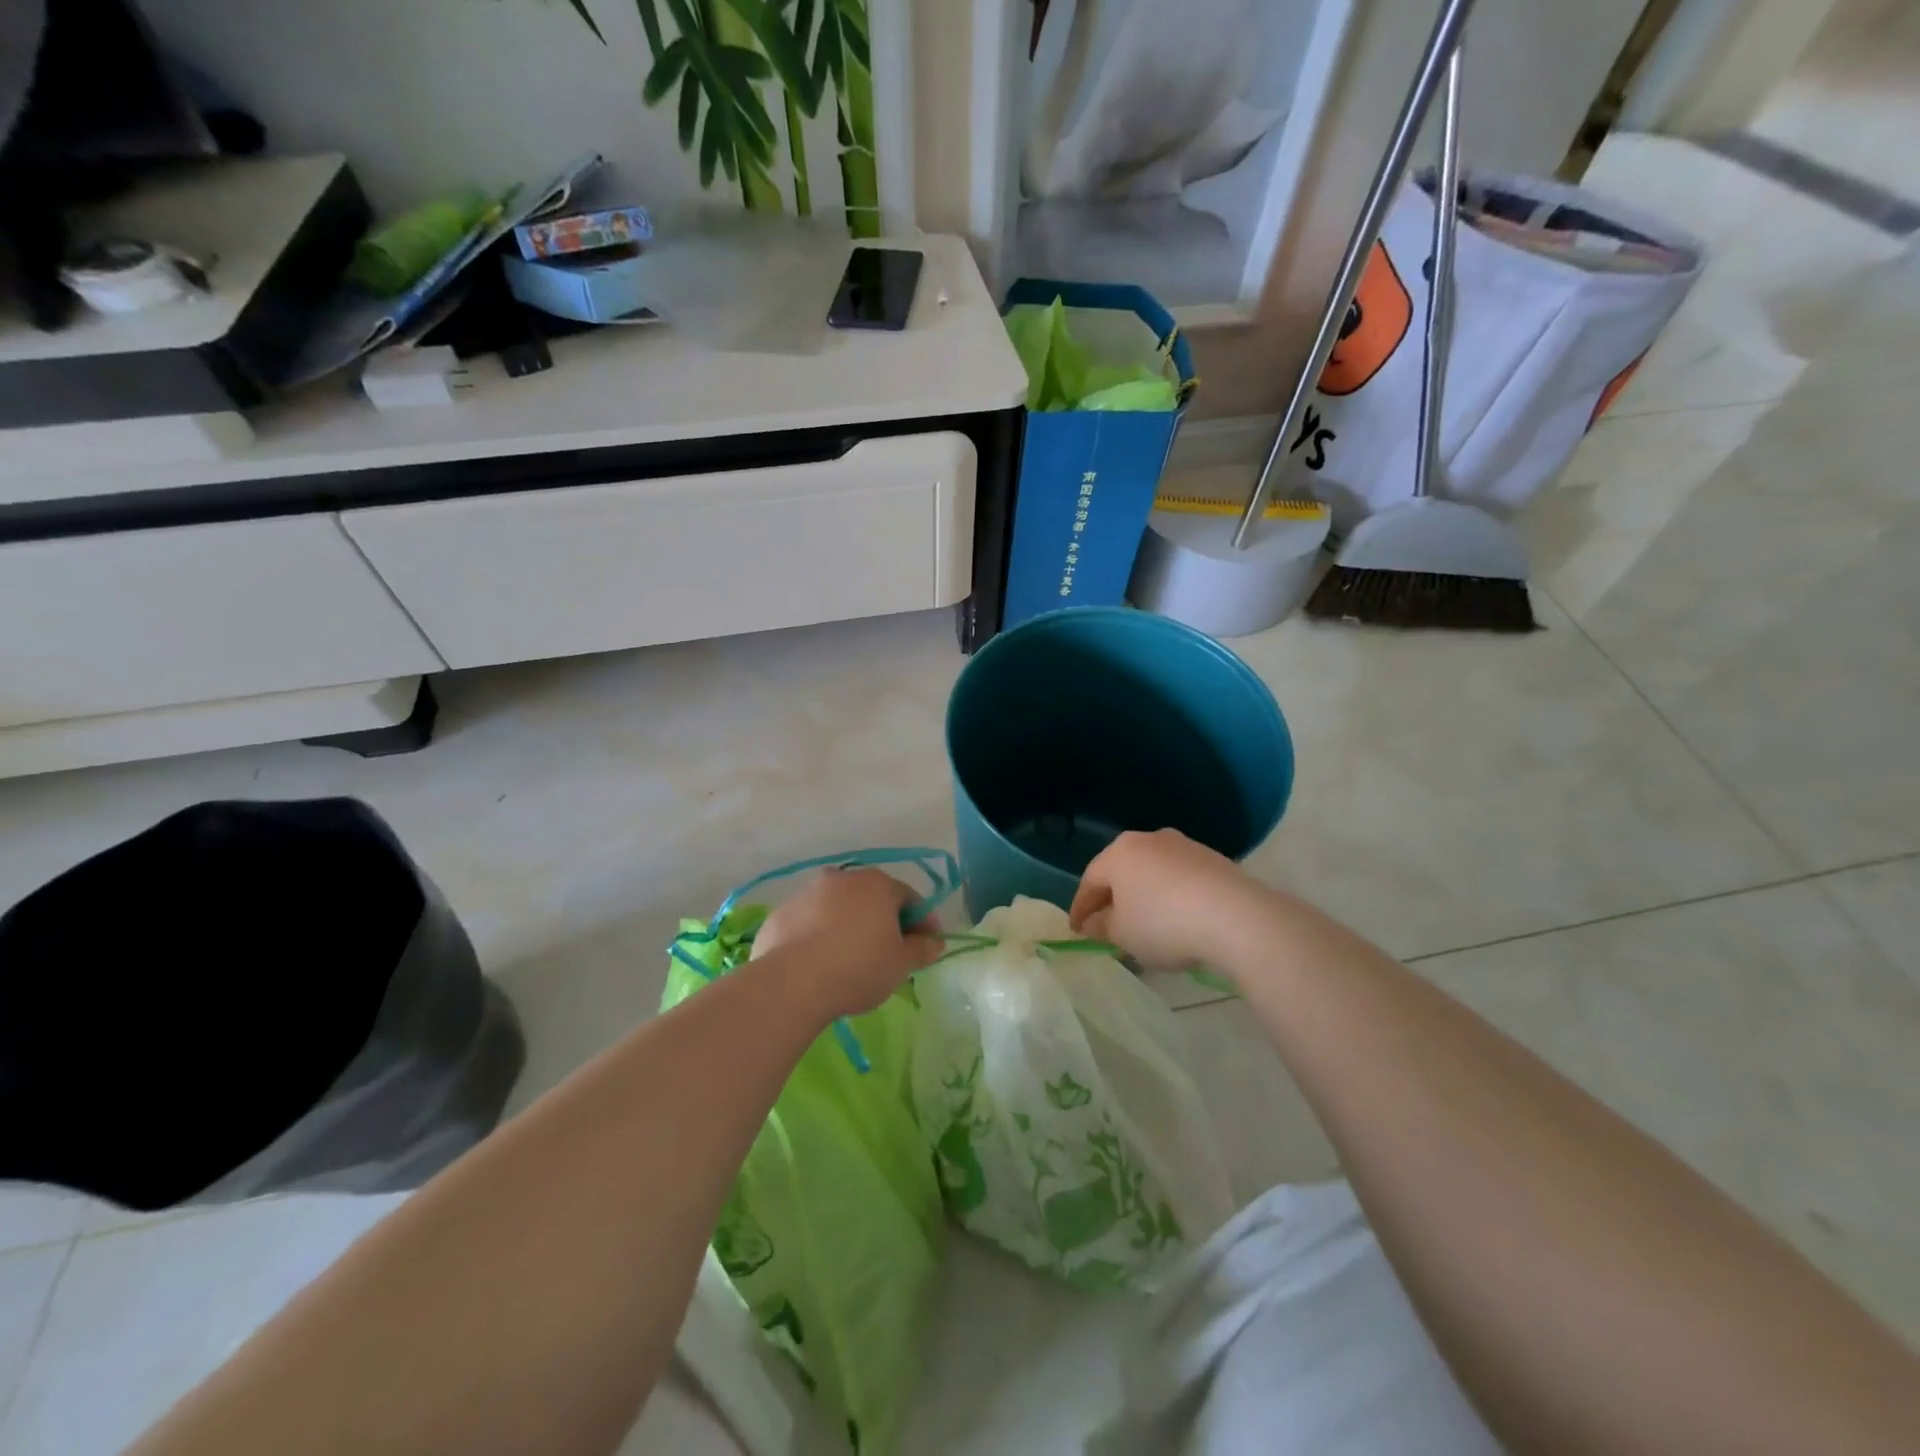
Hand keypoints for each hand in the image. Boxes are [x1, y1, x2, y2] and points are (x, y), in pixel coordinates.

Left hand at [751, 868, 940, 1018]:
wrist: (791, 983)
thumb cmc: (858, 968)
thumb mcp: (900, 964)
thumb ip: (921, 949)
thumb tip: (935, 941)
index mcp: (877, 884)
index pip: (909, 898)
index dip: (922, 922)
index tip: (926, 946)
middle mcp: (842, 878)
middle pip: (871, 898)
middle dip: (883, 921)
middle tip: (888, 953)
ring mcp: (807, 893)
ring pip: (837, 907)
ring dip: (848, 926)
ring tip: (849, 960)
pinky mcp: (780, 913)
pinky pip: (809, 922)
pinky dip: (818, 936)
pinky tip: (818, 963)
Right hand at [1070, 829, 1266, 971]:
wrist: (1236, 917)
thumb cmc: (1164, 924)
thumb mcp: (1122, 934)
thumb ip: (1102, 927)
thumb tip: (1095, 922)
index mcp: (1120, 852)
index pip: (1090, 880)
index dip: (1080, 908)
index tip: (1076, 931)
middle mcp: (1149, 839)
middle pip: (1122, 871)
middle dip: (1112, 899)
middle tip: (1106, 926)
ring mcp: (1184, 846)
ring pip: (1152, 873)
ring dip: (1144, 896)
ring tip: (1145, 925)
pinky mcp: (1212, 859)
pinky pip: (1179, 879)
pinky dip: (1171, 897)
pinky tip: (1177, 920)